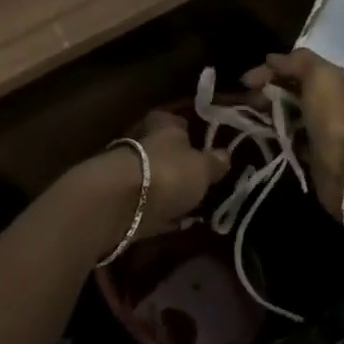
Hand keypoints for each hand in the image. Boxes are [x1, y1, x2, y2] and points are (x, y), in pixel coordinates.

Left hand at [63, 109, 230, 255]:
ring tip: (190, 204)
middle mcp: (143, 145)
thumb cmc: (167, 174)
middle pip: (162, 151)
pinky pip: (147, 204)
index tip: (196, 140)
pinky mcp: (121, 203)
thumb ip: (214, 162)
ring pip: (153, 178)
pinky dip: (158, 211)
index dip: (184, 128)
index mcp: (163, 129)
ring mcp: (128, 174)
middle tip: (198, 179)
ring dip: (167, 189)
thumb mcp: (202, 168)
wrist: (118, 204)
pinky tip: (173, 222)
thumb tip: (225, 155)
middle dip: (177, 163)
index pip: (172, 121)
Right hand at [243, 48, 343, 216]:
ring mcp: (319, 125)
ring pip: (286, 110)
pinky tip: (258, 131)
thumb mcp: (319, 76)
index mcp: (333, 78)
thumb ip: (296, 61)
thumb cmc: (333, 116)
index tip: (245, 81)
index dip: (270, 69)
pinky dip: (273, 131)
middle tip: (246, 100)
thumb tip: (271, 59)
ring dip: (266, 110)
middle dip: (265, 90)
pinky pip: (287, 134)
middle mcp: (328, 99)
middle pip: (289, 88)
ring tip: (247, 115)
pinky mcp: (311, 148)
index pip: (295, 66)